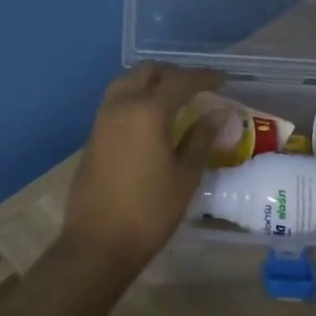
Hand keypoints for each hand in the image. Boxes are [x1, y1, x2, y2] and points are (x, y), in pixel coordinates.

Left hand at [61, 64, 225, 279]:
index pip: (180, 81)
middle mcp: (121, 106)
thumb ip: (201, 139)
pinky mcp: (92, 137)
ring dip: (151, 82)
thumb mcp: (185, 176)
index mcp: (147, 112)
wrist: (98, 243)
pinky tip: (150, 120)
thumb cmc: (149, 211)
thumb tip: (218, 114)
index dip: (204, 77)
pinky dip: (135, 99)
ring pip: (126, 83)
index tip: (223, 80)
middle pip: (147, 72)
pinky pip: (115, 102)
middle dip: (174, 73)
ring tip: (173, 99)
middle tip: (197, 87)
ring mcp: (102, 120)